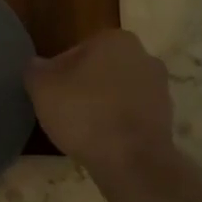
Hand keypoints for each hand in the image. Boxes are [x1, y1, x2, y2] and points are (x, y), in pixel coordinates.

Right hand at [25, 30, 175, 175]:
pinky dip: (117, 124)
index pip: (74, 52)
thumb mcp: (42, 88)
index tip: (50, 96)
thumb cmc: (84, 113)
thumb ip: (35, 69)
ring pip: (117, 92)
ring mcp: (160, 87)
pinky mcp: (166, 117)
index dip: (57, 75)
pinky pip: (131, 115)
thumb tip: (37, 65)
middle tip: (63, 112)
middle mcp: (143, 56)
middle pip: (99, 70)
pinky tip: (103, 141)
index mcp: (114, 39)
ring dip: (101, 106)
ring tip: (82, 130)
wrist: (131, 161)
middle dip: (83, 87)